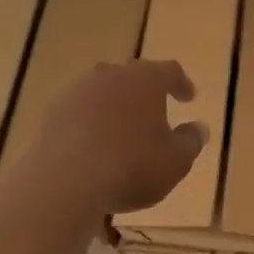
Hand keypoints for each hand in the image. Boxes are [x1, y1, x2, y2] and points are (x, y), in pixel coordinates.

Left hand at [18, 61, 207, 215]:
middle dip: (145, 91)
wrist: (64, 181)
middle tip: (154, 110)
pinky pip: (80, 111)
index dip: (181, 84)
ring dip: (115, 106)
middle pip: (133, 76)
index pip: (170, 71)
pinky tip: (92, 144)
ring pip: (103, 91)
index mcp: (146, 79)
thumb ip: (190, 141)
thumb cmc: (131, 167)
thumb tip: (199, 127)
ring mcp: (78, 91)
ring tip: (122, 129)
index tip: (188, 97)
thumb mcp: (175, 161)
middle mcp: (112, 75)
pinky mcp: (53, 112)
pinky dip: (90, 122)